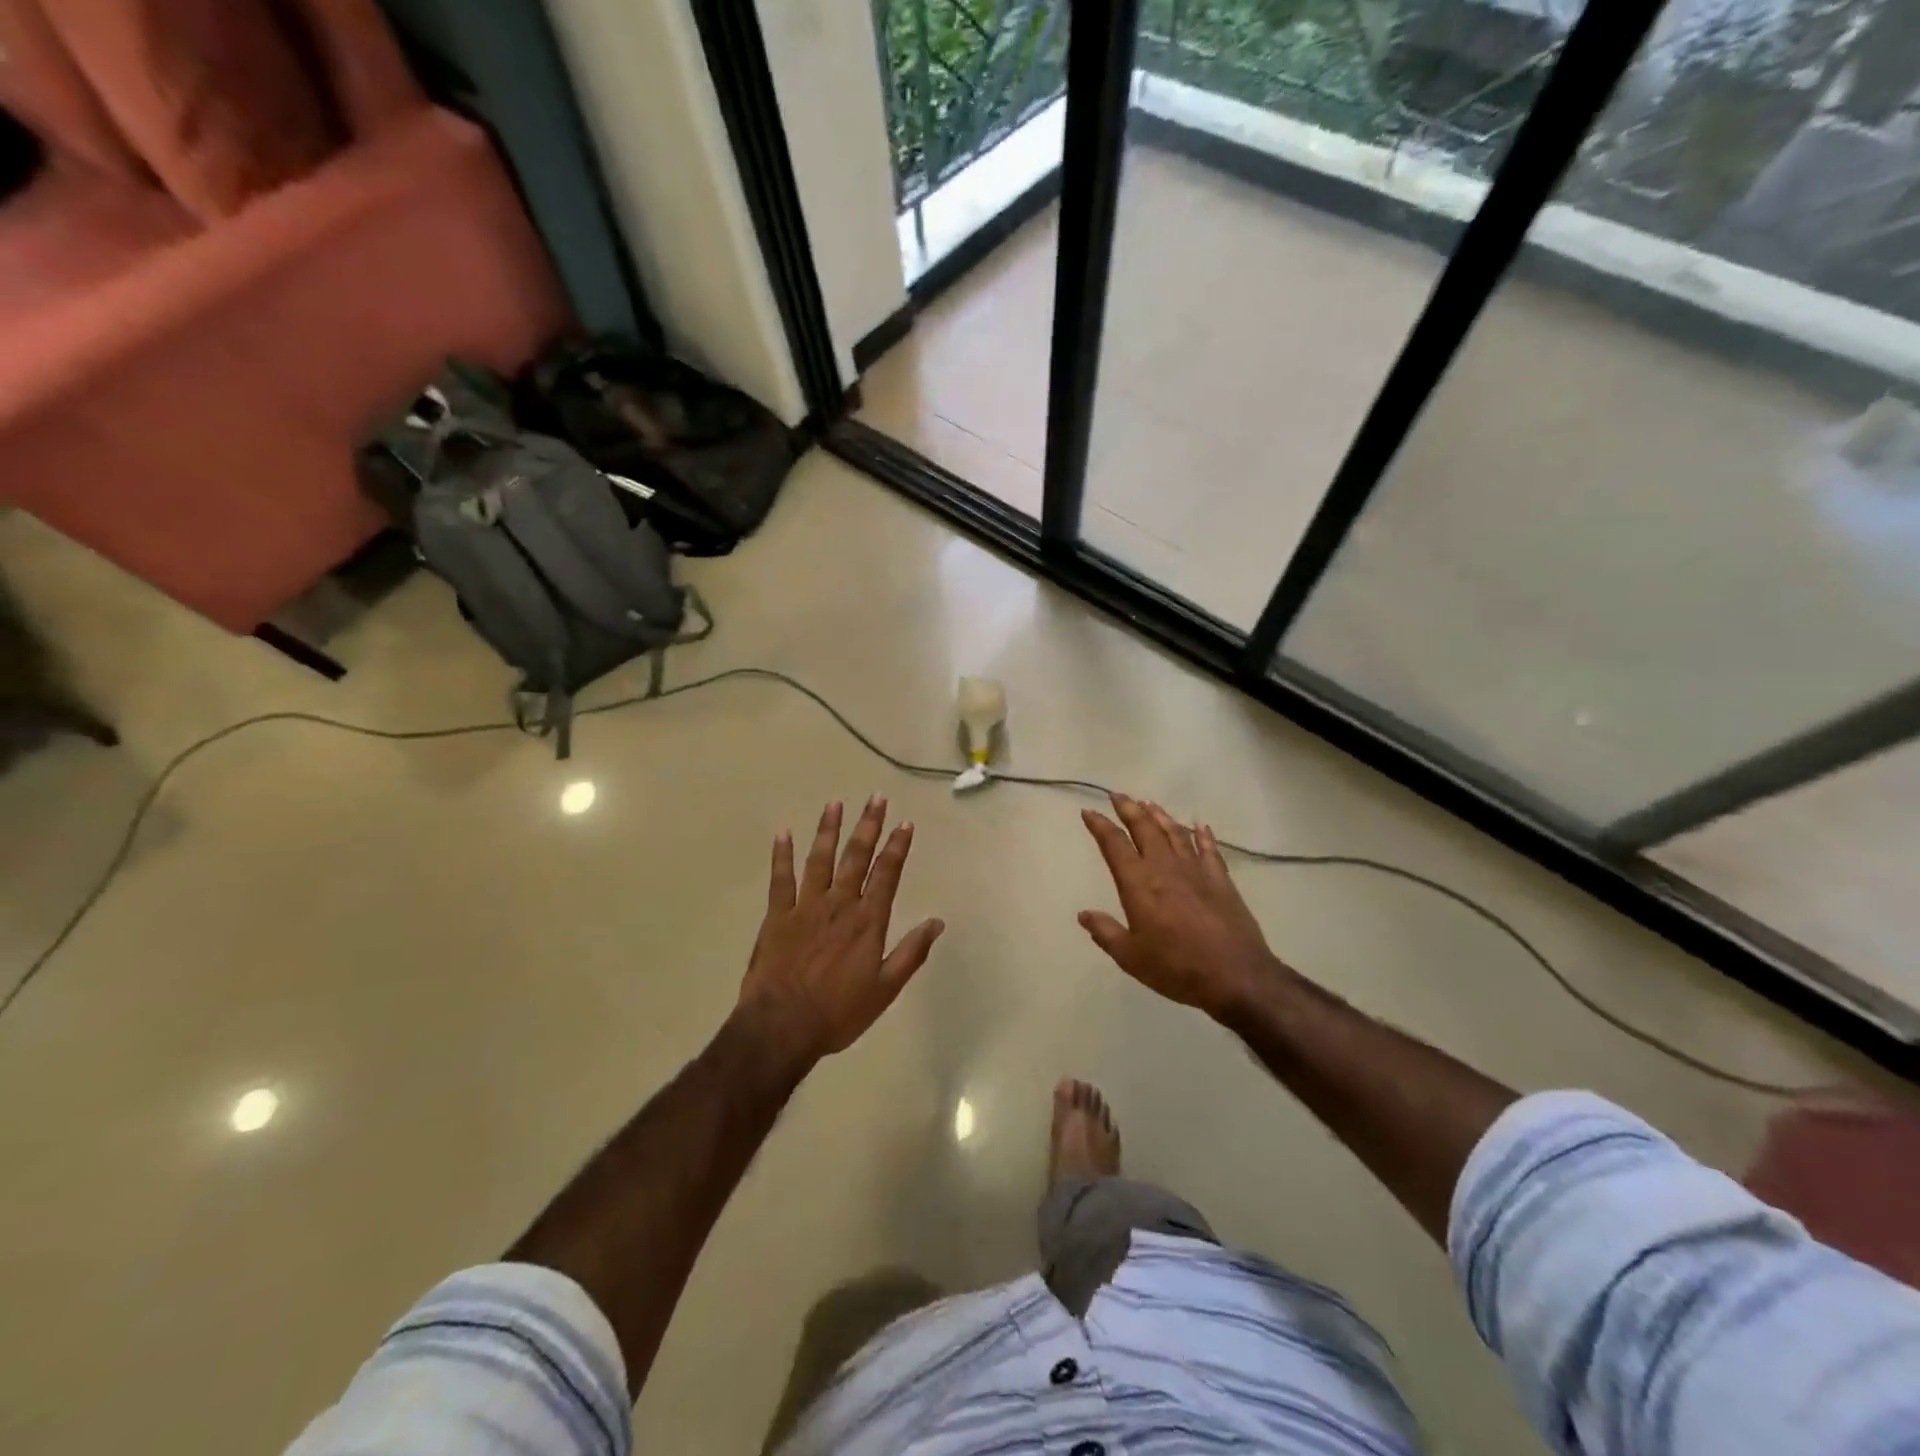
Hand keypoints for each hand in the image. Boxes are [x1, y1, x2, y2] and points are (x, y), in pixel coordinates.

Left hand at [737, 797, 944, 1068]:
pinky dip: (781, 855)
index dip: (897, 847)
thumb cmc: (839, 1012)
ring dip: (828, 830)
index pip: (887, 873)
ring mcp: (805, 906)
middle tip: (876, 798)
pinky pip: (780, 879)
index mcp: (867, 920)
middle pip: (856, 857)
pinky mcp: (777, 915)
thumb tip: (937, 922)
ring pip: (820, 859)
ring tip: (835, 804)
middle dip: (868, 826)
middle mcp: (839, 904)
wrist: (782, 1026)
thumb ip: (911, 952)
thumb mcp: (885, 989)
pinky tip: (783, 833)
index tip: (905, 823)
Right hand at [1079, 793, 1288, 1021]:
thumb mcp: (1130, 957)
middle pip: (1145, 828)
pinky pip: (1209, 849)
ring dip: (1160, 816)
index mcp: (1138, 884)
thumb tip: (1084, 914)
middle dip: (1129, 809)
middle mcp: (1165, 868)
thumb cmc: (1176, 967)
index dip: (1100, 826)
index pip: (1114, 845)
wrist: (1235, 975)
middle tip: (1118, 795)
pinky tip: (1200, 826)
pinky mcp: (1221, 880)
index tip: (1089, 812)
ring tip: (1149, 803)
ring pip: (1175, 833)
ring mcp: (1196, 870)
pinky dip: (1203, 836)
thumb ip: (1105, 932)